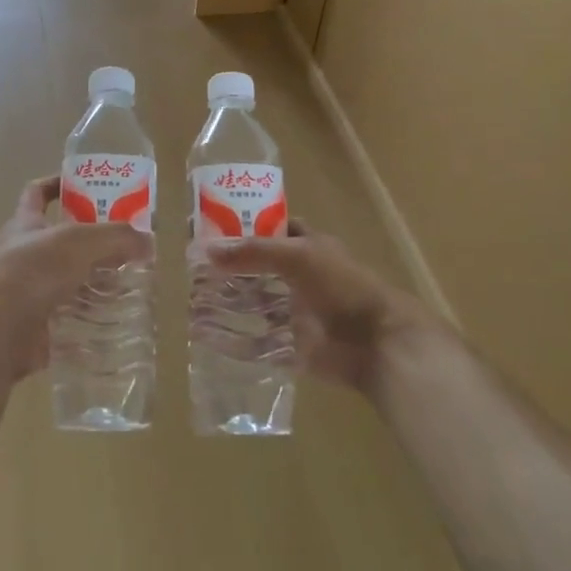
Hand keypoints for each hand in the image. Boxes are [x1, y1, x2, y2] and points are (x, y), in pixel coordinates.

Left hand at [0, 176, 151, 383]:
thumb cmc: (33, 270)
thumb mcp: (80, 241)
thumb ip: (117, 237)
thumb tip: (148, 241)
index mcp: (26, 223)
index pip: (37, 193)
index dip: (57, 184)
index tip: (86, 185)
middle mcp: (23, 254)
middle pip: (61, 242)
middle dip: (93, 244)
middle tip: (126, 247)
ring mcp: (27, 291)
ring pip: (68, 282)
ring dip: (95, 284)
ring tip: (129, 287)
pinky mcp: (35, 326)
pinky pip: (69, 319)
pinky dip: (90, 321)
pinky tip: (116, 322)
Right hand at [208, 222, 426, 395]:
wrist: (376, 343)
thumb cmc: (343, 287)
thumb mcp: (298, 256)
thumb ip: (254, 251)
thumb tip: (209, 250)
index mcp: (308, 246)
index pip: (273, 228)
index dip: (246, 225)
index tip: (212, 227)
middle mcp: (300, 276)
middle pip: (259, 267)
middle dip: (231, 268)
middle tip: (194, 268)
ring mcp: (296, 311)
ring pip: (256, 303)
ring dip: (230, 303)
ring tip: (194, 301)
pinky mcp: (292, 344)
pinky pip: (259, 341)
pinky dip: (237, 340)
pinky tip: (210, 335)